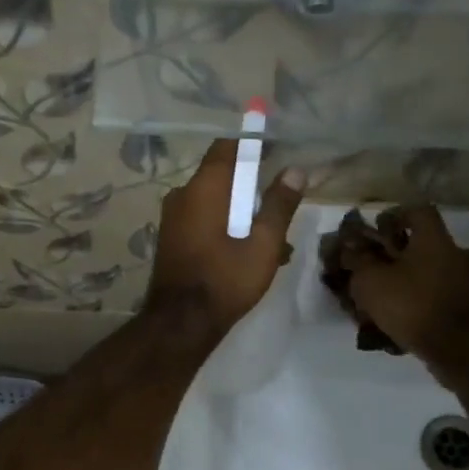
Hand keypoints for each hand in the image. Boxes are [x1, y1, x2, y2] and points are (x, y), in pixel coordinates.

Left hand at [147, 139, 303, 336]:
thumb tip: (296, 169)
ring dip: (243, 215)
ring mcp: (173, 218)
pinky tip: (249, 255)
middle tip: (281, 208)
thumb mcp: (264, 243)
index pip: (228, 147)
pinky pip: (203, 221)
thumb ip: (280, 204)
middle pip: (222, 177)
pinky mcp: (172, 239)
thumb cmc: (225, 279)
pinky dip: (226, 228)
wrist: (180, 323)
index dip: (253, 146)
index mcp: (204, 187)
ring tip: (275, 243)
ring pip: (215, 203)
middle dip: (254, 189)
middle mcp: (182, 195)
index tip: (277, 154)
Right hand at [342, 205, 468, 368]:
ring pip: (424, 270)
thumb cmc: (411, 304)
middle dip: (392, 252)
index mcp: (433, 238)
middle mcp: (451, 253)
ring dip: (402, 277)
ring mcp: (461, 280)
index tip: (376, 231)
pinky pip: (432, 292)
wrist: (455, 347)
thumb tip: (351, 249)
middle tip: (369, 265)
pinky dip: (414, 297)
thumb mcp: (371, 281)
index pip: (417, 210)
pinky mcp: (461, 305)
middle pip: (419, 243)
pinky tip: (396, 313)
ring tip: (377, 294)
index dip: (394, 216)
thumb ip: (358, 261)